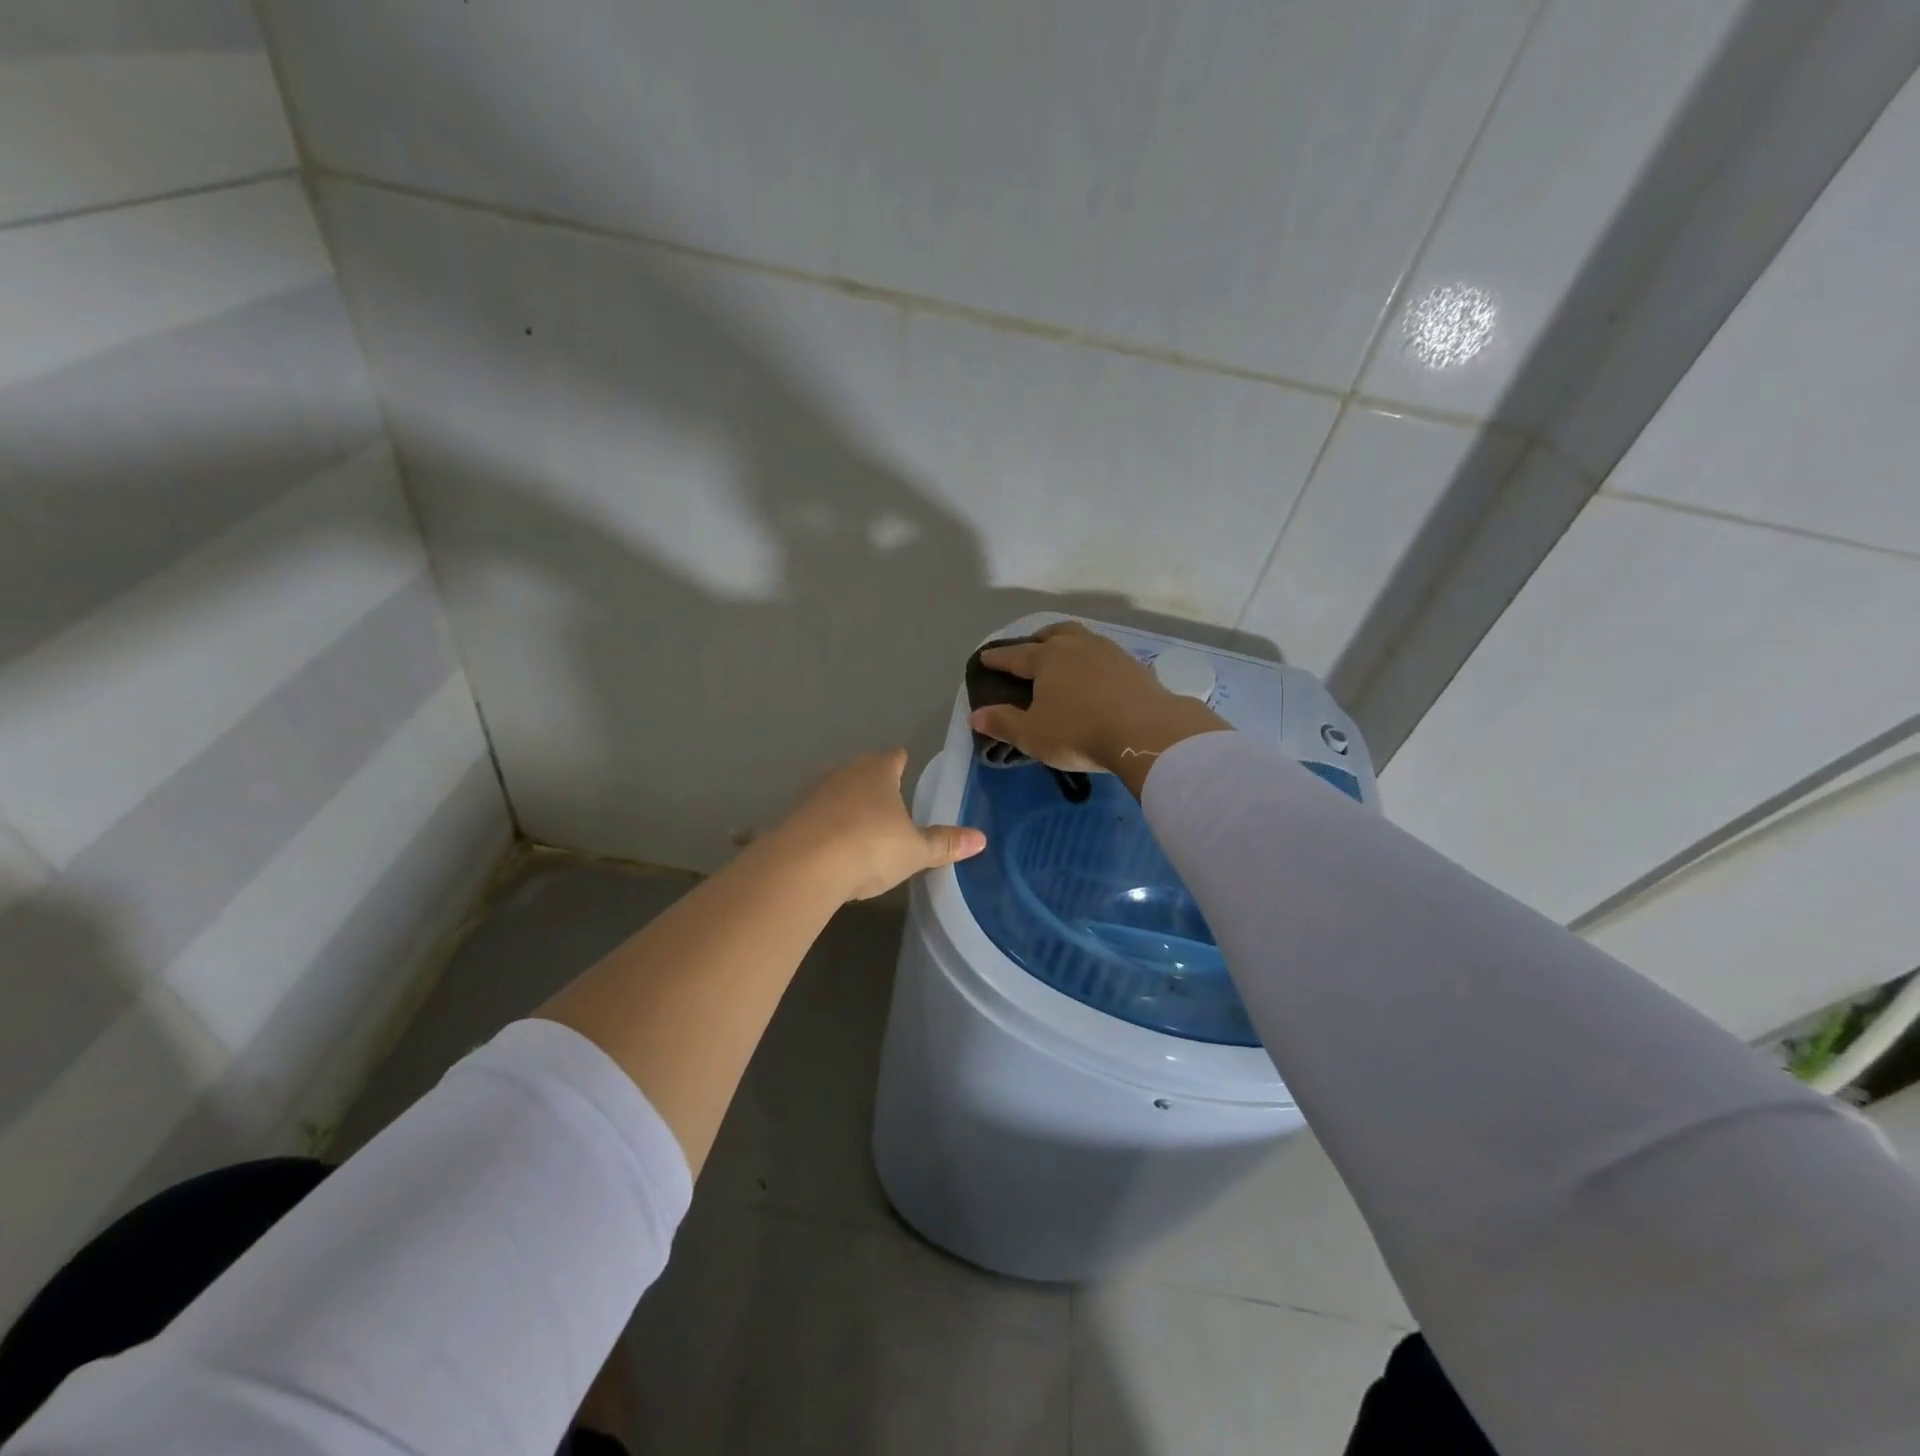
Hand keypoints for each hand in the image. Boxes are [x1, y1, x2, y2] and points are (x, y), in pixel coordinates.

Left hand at [769, 748, 985, 900]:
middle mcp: (842, 774)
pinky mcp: (787, 818)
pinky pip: (801, 820)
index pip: (894, 757)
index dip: (901, 761)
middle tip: (883, 802)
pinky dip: (801, 828)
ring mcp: (811, 794)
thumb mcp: (915, 851)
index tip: (905, 763)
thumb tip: (981, 839)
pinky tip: (789, 842)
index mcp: (877, 772)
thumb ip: (944, 843)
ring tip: (851, 825)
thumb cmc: (871, 847)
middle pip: (859, 771)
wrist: (806, 866)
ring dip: (838, 805)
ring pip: (830, 793)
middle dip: (870, 784)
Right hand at [967, 621, 1229, 795]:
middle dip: (1037, 641)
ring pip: (1083, 639)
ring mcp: (1109, 652)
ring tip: (1066, 660)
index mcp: (1047, 658)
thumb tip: (976, 715)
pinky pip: (1107, 656)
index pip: (1015, 655)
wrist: (1145, 732)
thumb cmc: (1078, 732)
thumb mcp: (1033, 735)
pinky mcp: (1135, 666)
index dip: (998, 659)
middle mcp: (1077, 646)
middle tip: (1030, 651)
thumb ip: (1003, 723)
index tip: (985, 658)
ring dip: (1069, 646)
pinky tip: (1099, 676)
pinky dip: (1095, 662)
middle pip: (1053, 634)